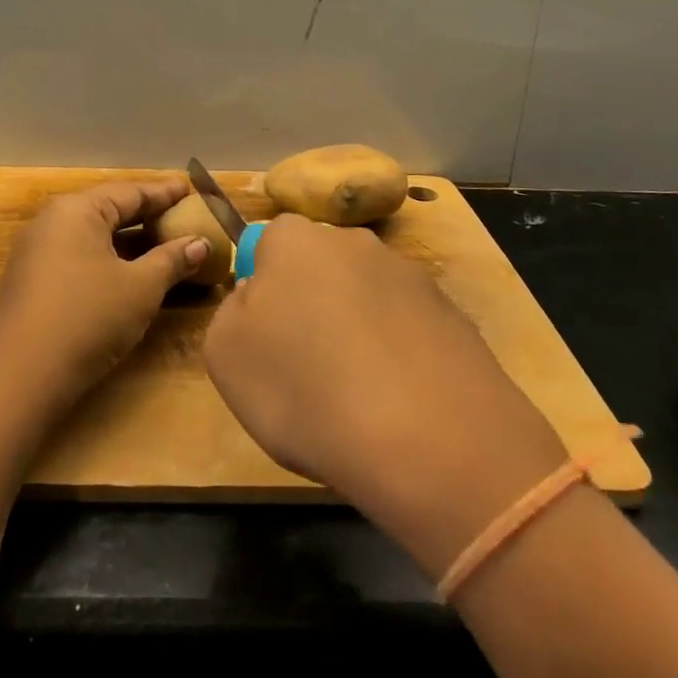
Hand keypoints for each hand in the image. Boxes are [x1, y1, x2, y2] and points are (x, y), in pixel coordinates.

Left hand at [0, 178, 211, 408]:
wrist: (21, 377)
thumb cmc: (88, 318)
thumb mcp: (141, 288)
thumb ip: (172, 260)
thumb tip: (200, 243)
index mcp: (77, 210)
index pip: (130, 192)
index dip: (164, 193)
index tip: (191, 189)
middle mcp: (52, 221)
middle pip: (109, 210)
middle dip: (147, 216)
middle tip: (182, 216)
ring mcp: (36, 251)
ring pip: (93, 236)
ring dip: (129, 241)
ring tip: (163, 244)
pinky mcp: (31, 280)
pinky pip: (78, 256)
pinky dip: (108, 259)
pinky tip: (130, 273)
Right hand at [203, 215, 566, 572]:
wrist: (428, 438)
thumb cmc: (304, 387)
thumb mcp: (224, 354)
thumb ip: (232, 312)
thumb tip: (258, 301)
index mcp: (294, 238)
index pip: (266, 245)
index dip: (262, 291)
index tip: (265, 340)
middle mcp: (354, 242)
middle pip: (318, 269)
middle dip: (310, 307)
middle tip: (304, 369)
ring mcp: (410, 276)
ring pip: (364, 299)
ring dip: (355, 332)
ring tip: (356, 398)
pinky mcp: (452, 316)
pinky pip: (406, 330)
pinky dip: (397, 357)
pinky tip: (397, 405)